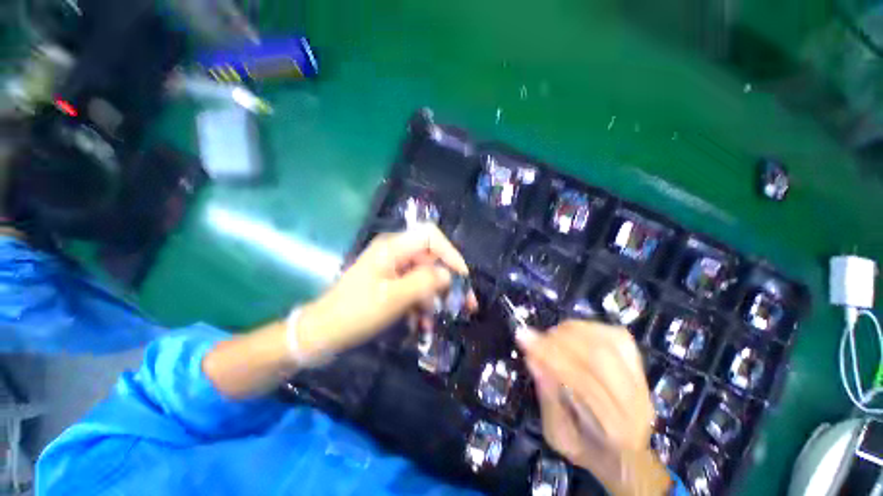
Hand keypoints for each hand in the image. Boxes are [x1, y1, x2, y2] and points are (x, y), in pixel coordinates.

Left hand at [296, 223, 473, 360]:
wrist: (323, 332)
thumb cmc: (355, 312)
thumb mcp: (393, 298)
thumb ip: (425, 282)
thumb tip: (449, 275)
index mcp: (393, 247)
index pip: (431, 236)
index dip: (450, 253)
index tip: (462, 278)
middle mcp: (395, 252)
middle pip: (431, 259)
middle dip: (448, 283)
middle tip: (465, 306)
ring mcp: (393, 268)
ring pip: (425, 277)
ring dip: (433, 299)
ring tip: (435, 323)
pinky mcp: (391, 283)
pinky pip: (414, 289)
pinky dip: (420, 305)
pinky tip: (421, 324)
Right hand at [516, 321, 670, 495]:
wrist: (623, 452)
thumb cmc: (584, 446)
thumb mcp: (557, 434)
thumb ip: (547, 398)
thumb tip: (532, 358)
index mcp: (616, 431)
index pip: (583, 382)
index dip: (550, 355)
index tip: (523, 338)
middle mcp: (637, 404)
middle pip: (598, 357)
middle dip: (558, 341)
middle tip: (533, 335)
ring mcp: (642, 381)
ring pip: (607, 342)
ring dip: (571, 332)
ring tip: (551, 335)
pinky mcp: (640, 364)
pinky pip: (614, 335)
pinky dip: (588, 328)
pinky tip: (571, 332)